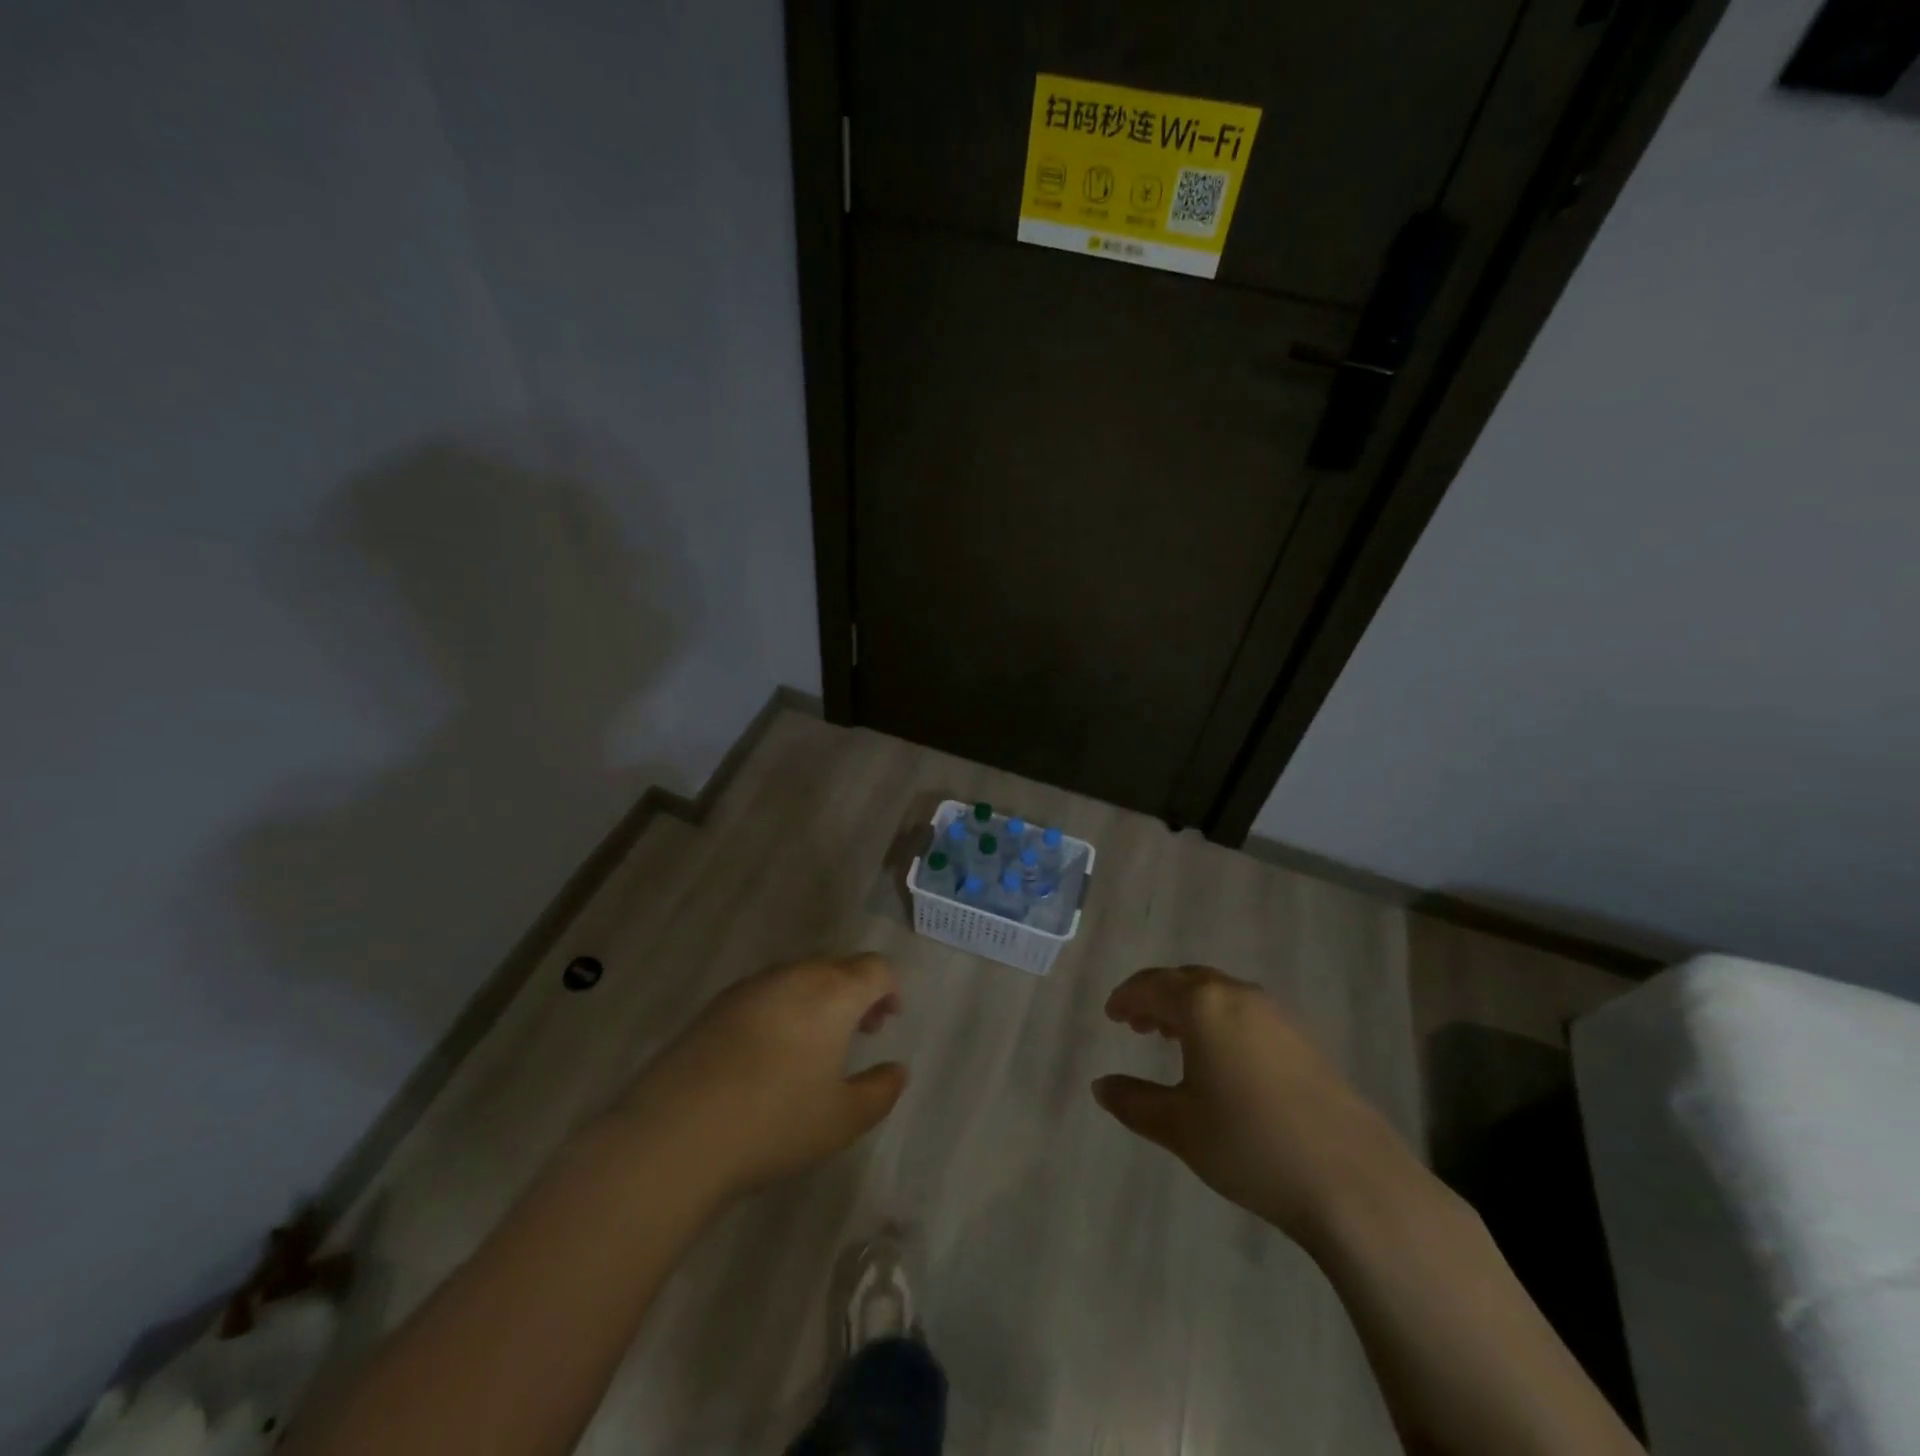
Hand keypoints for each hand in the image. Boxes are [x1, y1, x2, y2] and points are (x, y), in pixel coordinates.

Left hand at [610, 954, 907, 1201]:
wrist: (677, 1132)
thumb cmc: (776, 1123)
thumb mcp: (843, 1119)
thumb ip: (881, 1090)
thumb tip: (897, 1070)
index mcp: (833, 993)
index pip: (874, 968)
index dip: (888, 989)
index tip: (886, 1022)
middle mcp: (795, 976)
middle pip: (837, 967)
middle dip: (855, 992)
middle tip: (857, 1032)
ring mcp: (751, 986)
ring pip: (798, 977)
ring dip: (817, 998)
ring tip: (813, 1045)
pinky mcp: (717, 1005)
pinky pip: (765, 992)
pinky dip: (781, 1008)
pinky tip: (768, 1053)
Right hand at [1092, 965, 1419, 1247]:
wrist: (1351, 1180)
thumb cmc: (1250, 1144)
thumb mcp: (1179, 1127)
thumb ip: (1134, 1101)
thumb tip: (1101, 1086)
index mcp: (1204, 1005)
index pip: (1153, 985)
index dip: (1127, 997)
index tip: (1111, 1015)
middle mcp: (1239, 996)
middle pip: (1187, 981)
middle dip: (1157, 997)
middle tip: (1136, 1024)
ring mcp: (1277, 1016)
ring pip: (1219, 995)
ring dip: (1190, 1009)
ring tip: (1172, 1038)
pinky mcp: (1303, 1041)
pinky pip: (1245, 1013)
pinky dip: (1219, 1022)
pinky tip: (1220, 1060)